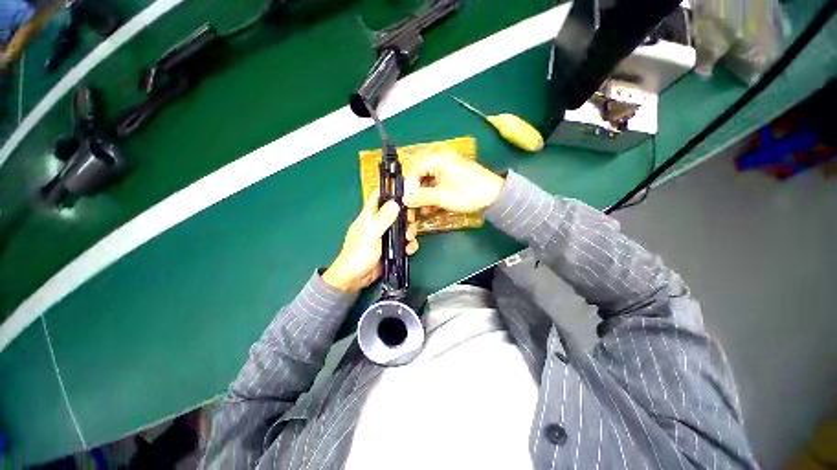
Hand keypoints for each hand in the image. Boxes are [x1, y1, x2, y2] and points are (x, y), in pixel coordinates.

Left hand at [323, 194, 418, 290]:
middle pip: (396, 212)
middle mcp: (379, 223)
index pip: (379, 197)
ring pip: (403, 227)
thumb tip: (395, 203)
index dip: (391, 191)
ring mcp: (386, 236)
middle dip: (407, 215)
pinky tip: (409, 250)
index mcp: (369, 216)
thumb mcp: (370, 236)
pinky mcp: (392, 248)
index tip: (407, 192)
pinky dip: (409, 244)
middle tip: (411, 222)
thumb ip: (382, 220)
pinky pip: (404, 242)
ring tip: (409, 239)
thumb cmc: (357, 255)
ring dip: (410, 231)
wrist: (354, 279)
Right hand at [403, 151, 504, 213]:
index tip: (406, 200)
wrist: (496, 197)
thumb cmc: (468, 193)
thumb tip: (405, 199)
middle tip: (412, 207)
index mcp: (438, 159)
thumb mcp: (441, 196)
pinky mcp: (454, 179)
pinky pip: (438, 186)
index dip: (408, 186)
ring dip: (424, 197)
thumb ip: (421, 197)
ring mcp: (448, 170)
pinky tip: (431, 208)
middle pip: (421, 176)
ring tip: (421, 210)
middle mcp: (442, 161)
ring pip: (429, 182)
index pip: (414, 169)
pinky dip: (434, 196)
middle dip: (416, 193)